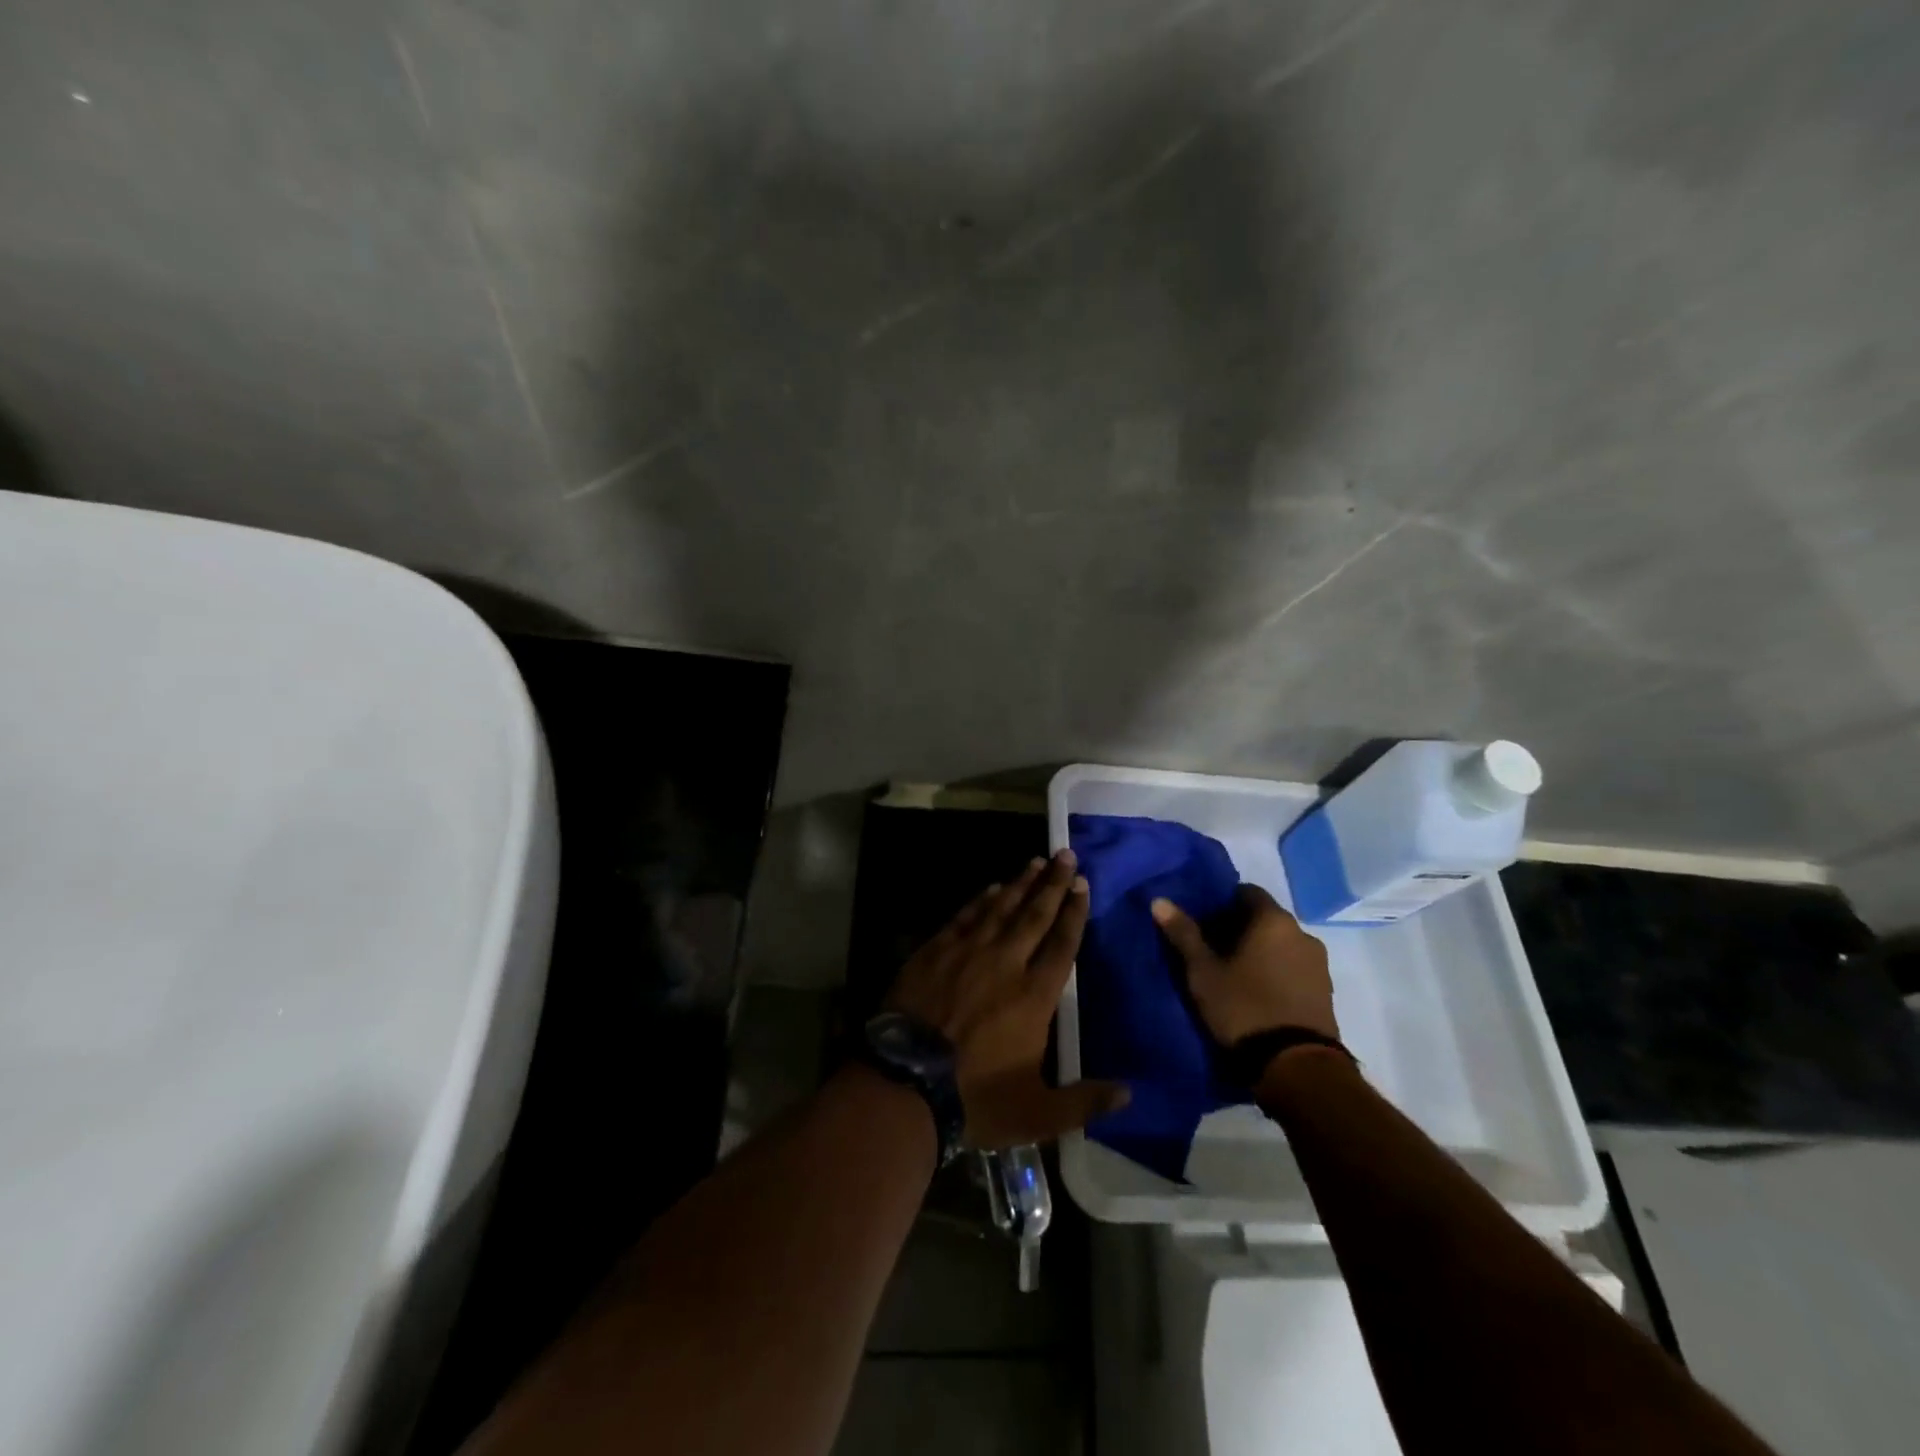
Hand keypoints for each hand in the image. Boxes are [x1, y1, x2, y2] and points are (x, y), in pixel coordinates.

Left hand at [887, 849, 1130, 1149]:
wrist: (903, 1083)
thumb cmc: (974, 1098)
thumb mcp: (1037, 1112)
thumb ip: (1084, 1101)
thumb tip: (1130, 1092)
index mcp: (1034, 995)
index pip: (1062, 943)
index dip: (1075, 912)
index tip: (1083, 884)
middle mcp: (1006, 962)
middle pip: (1035, 914)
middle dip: (1053, 883)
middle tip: (1065, 854)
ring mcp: (967, 952)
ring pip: (1001, 908)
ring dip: (1020, 883)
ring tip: (1035, 861)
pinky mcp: (935, 952)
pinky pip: (964, 917)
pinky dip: (981, 900)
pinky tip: (991, 888)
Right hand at [1150, 885, 1338, 1044]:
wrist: (1296, 1066)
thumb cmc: (1243, 1007)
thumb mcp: (1203, 972)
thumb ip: (1184, 934)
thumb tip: (1160, 901)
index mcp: (1273, 920)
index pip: (1246, 892)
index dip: (1222, 904)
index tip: (1204, 924)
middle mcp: (1302, 933)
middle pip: (1264, 919)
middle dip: (1239, 929)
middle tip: (1213, 951)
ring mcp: (1318, 964)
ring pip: (1281, 945)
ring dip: (1260, 953)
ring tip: (1234, 975)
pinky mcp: (1326, 992)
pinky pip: (1294, 969)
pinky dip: (1276, 972)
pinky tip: (1258, 994)